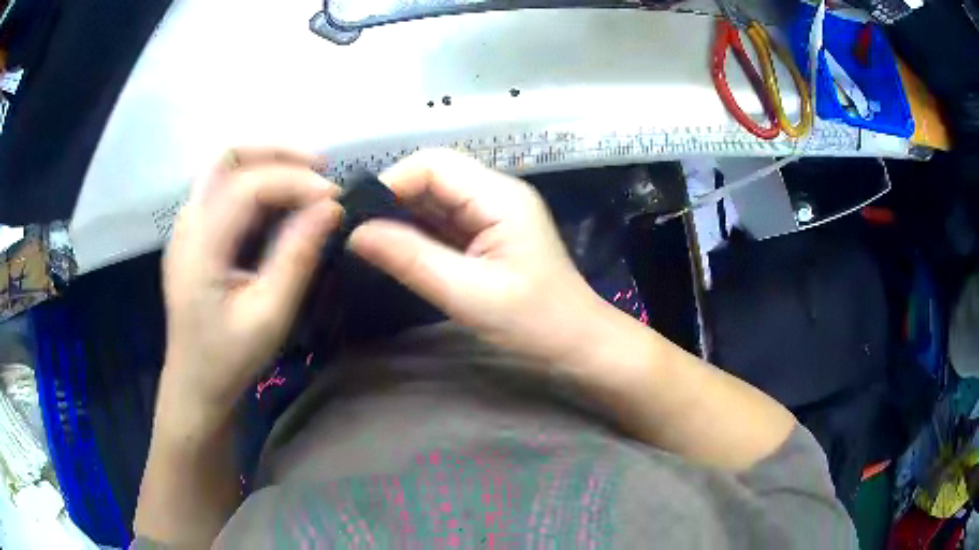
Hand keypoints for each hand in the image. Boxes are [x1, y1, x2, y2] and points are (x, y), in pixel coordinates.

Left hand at [160, 147, 341, 426]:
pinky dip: (257, 182)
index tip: (335, 198)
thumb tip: (332, 209)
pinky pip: (225, 188)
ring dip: (267, 162)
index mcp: (199, 246)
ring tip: (306, 179)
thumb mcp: (269, 315)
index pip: (247, 186)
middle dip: (278, 154)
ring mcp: (187, 225)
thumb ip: (297, 257)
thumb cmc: (229, 358)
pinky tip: (281, 202)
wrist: (195, 382)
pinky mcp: (194, 233)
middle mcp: (187, 224)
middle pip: (228, 158)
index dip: (295, 182)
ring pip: (225, 167)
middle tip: (320, 171)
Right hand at [350, 149, 607, 365]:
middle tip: (356, 231)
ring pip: (434, 199)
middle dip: (392, 199)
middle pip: (432, 176)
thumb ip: (410, 258)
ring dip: (400, 216)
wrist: (576, 344)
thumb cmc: (534, 321)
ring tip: (366, 241)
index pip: (433, 164)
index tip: (357, 217)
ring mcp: (491, 214)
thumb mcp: (467, 293)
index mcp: (499, 195)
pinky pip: (442, 223)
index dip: (391, 181)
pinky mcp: (486, 235)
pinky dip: (416, 233)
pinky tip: (393, 250)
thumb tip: (356, 233)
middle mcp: (495, 194)